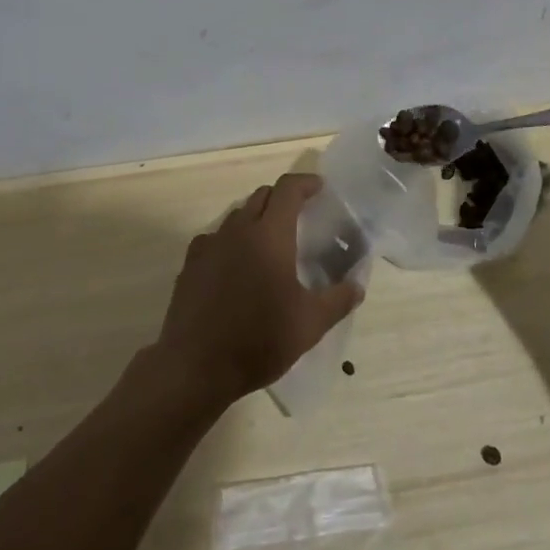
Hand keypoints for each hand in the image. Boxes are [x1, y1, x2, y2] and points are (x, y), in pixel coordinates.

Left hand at [153, 173, 364, 404]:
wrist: (195, 366)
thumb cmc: (259, 339)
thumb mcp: (309, 324)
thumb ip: (337, 300)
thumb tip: (358, 286)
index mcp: (270, 234)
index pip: (288, 189)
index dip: (305, 183)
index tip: (319, 188)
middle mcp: (239, 229)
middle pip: (262, 196)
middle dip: (282, 199)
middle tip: (298, 217)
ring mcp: (211, 244)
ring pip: (237, 215)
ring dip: (256, 218)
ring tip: (268, 243)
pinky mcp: (191, 264)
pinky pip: (215, 238)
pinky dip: (230, 241)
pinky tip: (235, 265)